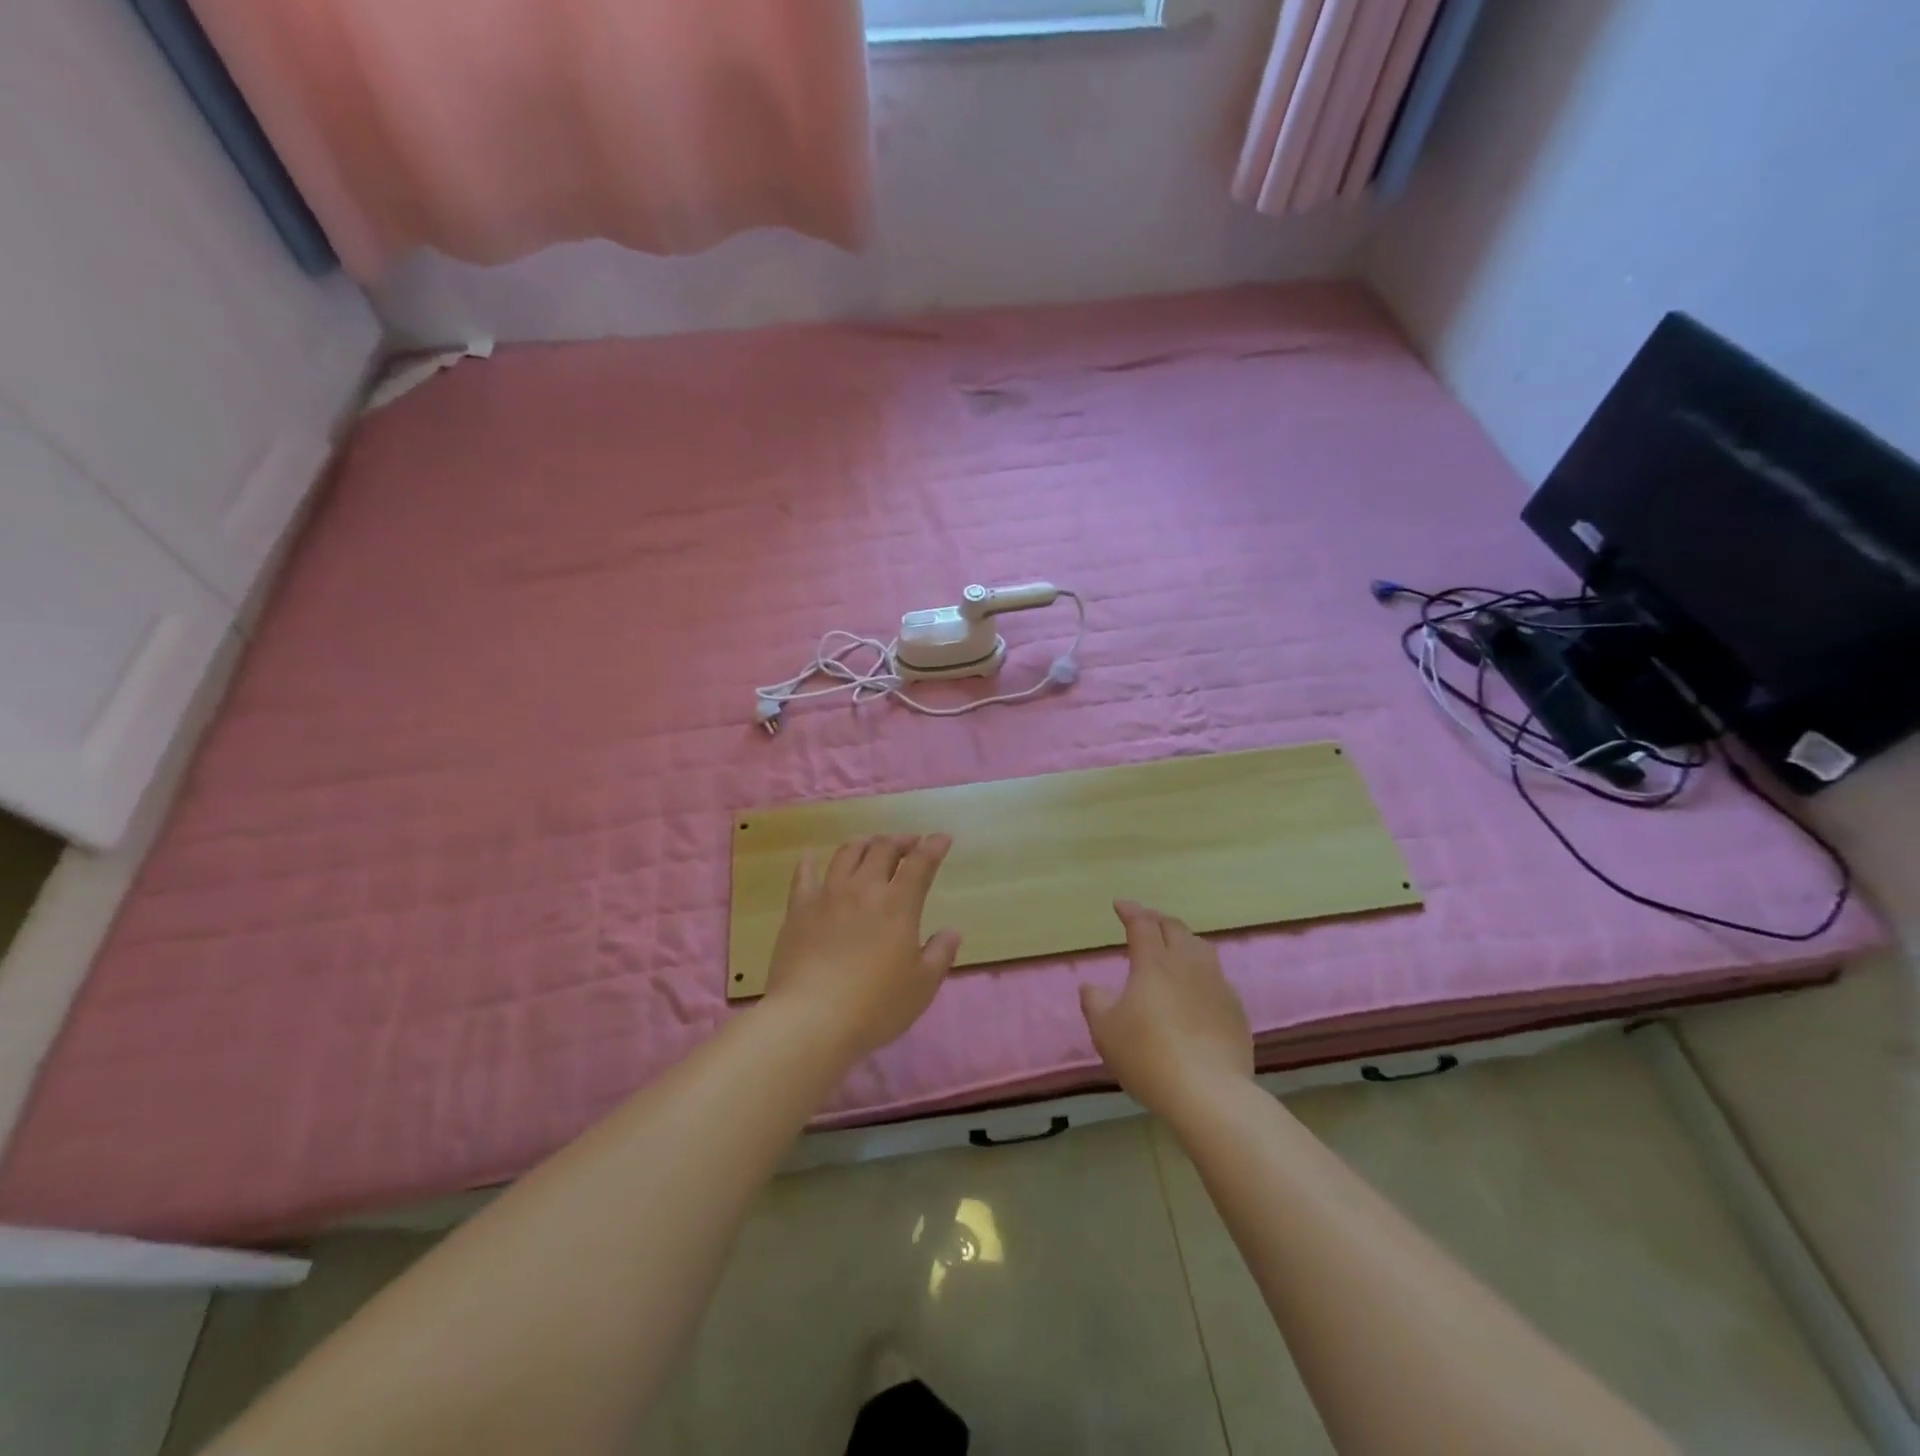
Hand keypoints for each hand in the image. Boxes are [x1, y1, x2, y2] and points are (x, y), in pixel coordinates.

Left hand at [761, 834, 961, 1060]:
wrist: (811, 1018)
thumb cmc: (875, 1006)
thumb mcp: (922, 986)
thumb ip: (940, 954)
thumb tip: (952, 931)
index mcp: (898, 905)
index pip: (920, 864)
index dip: (933, 846)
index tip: (942, 837)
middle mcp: (863, 889)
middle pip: (883, 849)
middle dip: (900, 840)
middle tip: (910, 843)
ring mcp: (828, 895)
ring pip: (847, 854)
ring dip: (864, 844)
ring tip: (871, 845)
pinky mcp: (798, 909)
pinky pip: (803, 875)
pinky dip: (809, 862)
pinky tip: (810, 857)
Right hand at [1080, 900, 1252, 1117]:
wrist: (1209, 1093)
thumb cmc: (1148, 1057)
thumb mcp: (1105, 1032)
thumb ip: (1095, 1003)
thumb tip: (1092, 986)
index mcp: (1153, 963)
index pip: (1142, 924)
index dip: (1130, 911)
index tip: (1120, 905)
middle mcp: (1187, 963)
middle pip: (1174, 928)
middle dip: (1157, 919)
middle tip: (1145, 922)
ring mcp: (1216, 984)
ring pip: (1200, 947)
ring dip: (1183, 938)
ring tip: (1174, 945)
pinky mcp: (1235, 1008)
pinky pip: (1216, 974)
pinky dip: (1201, 968)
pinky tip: (1197, 985)